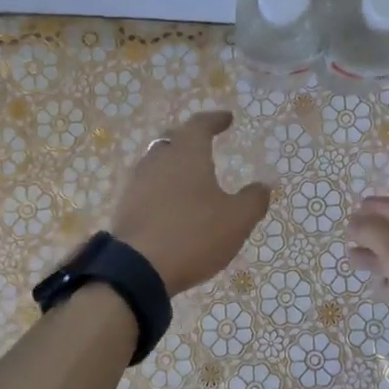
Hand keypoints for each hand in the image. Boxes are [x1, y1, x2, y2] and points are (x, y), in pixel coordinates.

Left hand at [111, 112, 271, 296]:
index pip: (200, 125)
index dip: (215, 120)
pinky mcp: (125, 207)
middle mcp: (158, 160)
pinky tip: (171, 203)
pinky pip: (147, 187)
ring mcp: (137, 183)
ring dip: (174, 164)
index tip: (227, 118)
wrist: (137, 269)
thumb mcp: (236, 220)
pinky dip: (162, 187)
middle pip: (173, 139)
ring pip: (157, 162)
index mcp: (187, 153)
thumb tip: (262, 186)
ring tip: (189, 175)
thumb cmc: (193, 235)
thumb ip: (253, 200)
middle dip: (190, 138)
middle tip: (204, 142)